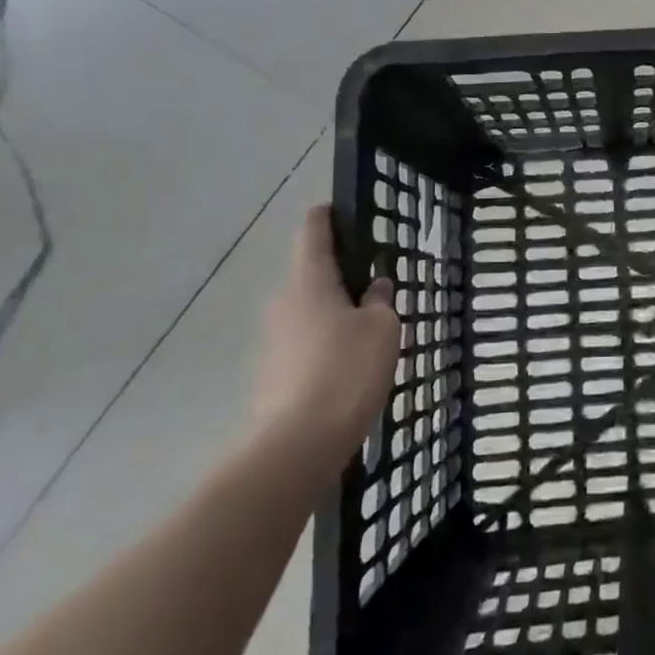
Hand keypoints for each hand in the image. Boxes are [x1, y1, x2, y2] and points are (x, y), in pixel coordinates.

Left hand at [252, 205, 400, 475]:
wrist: (298, 446)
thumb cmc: (346, 371)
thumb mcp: (382, 329)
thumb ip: (380, 301)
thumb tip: (375, 287)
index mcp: (309, 283)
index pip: (312, 233)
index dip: (325, 216)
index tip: (339, 209)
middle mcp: (284, 304)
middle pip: (311, 276)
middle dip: (340, 275)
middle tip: (375, 281)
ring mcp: (273, 342)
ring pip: (309, 313)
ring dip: (335, 313)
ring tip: (370, 328)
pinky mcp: (272, 375)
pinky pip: (305, 344)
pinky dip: (326, 344)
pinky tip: (351, 364)